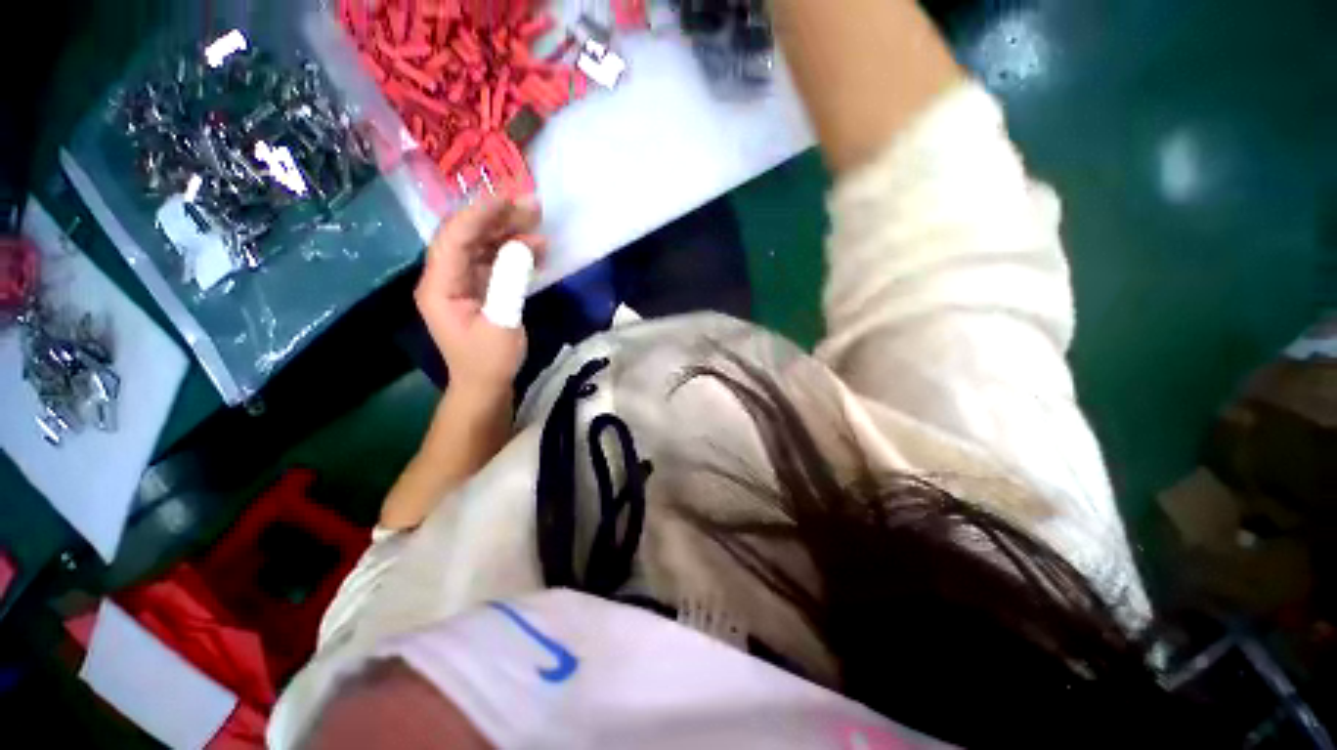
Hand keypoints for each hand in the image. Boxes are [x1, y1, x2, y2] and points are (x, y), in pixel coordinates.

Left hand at [415, 196, 546, 394]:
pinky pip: (492, 262)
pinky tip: (536, 248)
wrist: (485, 385)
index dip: (479, 215)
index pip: (453, 238)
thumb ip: (510, 283)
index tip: (509, 199)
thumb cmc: (490, 361)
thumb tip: (524, 247)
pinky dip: (513, 252)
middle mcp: (445, 277)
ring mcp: (461, 282)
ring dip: (508, 232)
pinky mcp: (477, 289)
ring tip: (538, 223)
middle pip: (466, 236)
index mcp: (439, 286)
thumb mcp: (503, 324)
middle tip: (531, 207)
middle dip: (497, 218)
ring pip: (481, 246)